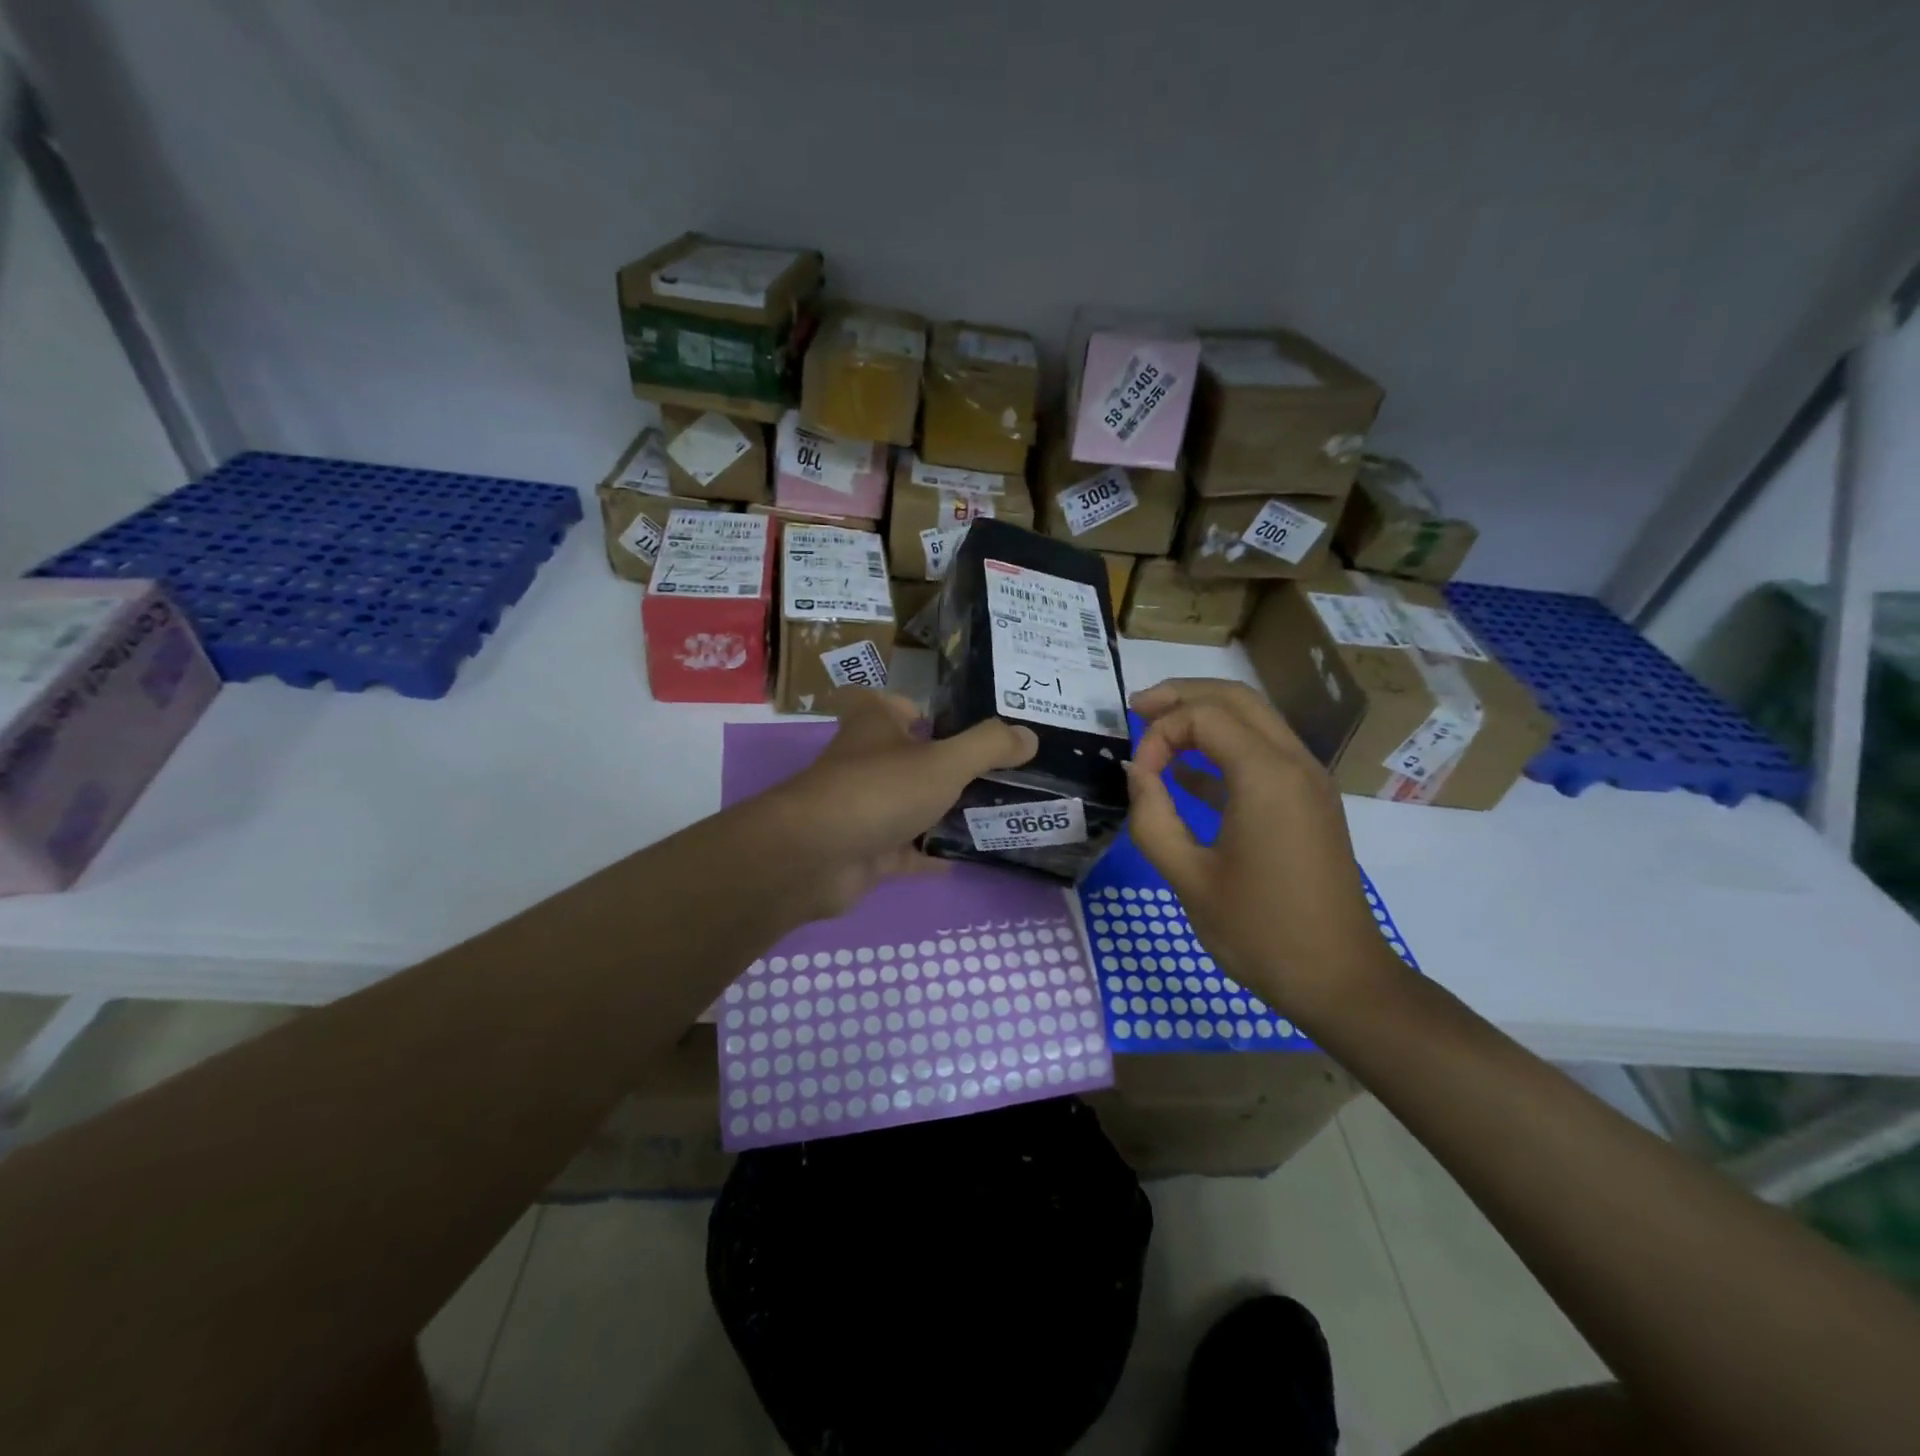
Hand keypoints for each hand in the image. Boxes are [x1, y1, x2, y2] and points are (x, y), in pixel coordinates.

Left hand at [758, 690, 1038, 919]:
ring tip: (995, 812)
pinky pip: (905, 850)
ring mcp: (863, 808)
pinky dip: (930, 854)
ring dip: (942, 810)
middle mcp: (865, 761)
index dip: (924, 709)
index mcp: (876, 724)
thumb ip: (989, 746)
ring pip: (909, 804)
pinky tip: (966, 859)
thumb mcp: (944, 761)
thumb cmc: (879, 790)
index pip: (897, 704)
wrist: (815, 857)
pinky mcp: (864, 850)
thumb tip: (1030, 734)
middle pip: (909, 757)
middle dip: (947, 764)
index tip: (965, 724)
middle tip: (1001, 772)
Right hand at [1126, 678, 1395, 1020]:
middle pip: (1235, 699)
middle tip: (1136, 708)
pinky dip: (1225, 747)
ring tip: (1156, 728)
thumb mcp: (1188, 878)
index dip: (1159, 735)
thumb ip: (1152, 817)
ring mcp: (1309, 781)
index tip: (1138, 777)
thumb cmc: (1259, 931)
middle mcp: (1295, 763)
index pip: (1203, 717)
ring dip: (1204, 716)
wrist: (1338, 979)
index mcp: (1267, 776)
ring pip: (1254, 720)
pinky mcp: (1310, 802)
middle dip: (1182, 697)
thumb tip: (1136, 772)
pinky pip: (1265, 752)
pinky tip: (1188, 772)